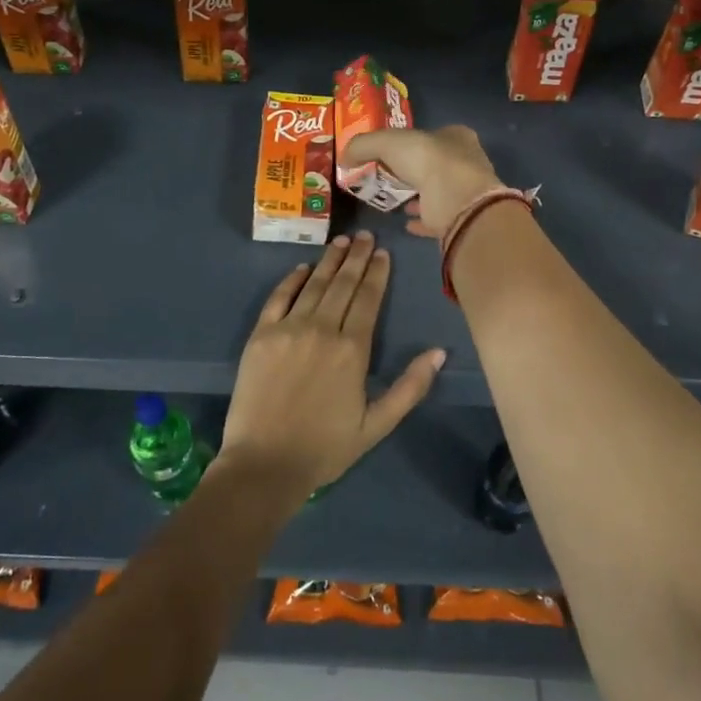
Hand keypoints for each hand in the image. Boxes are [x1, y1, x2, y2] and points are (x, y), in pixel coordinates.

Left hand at [218, 231, 445, 502]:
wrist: (264, 465)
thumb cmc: (325, 448)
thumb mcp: (377, 425)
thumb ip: (410, 387)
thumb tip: (439, 353)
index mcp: (352, 349)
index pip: (368, 299)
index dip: (377, 274)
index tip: (383, 253)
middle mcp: (322, 329)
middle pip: (343, 284)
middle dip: (357, 257)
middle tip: (365, 235)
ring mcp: (288, 329)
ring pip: (314, 285)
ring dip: (329, 261)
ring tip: (341, 241)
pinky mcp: (261, 335)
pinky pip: (279, 297)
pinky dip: (292, 280)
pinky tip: (302, 267)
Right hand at [341, 125, 503, 238]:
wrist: (456, 199)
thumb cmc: (427, 159)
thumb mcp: (386, 142)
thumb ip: (363, 145)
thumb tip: (345, 156)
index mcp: (456, 136)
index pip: (432, 134)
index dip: (411, 141)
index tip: (390, 152)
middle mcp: (466, 161)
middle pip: (434, 163)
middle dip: (413, 170)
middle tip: (387, 176)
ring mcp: (465, 192)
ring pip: (437, 191)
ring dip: (417, 195)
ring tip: (394, 200)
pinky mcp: (461, 218)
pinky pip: (437, 218)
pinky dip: (422, 220)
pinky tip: (406, 223)